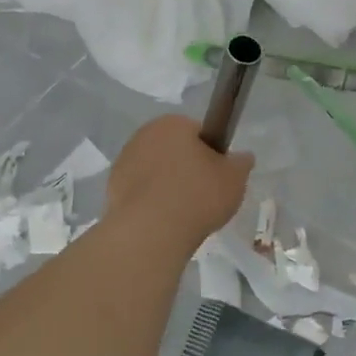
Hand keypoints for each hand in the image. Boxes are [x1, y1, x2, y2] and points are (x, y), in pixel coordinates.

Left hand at [106, 116, 253, 253]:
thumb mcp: (234, 179)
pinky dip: (150, 201)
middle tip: (203, 195)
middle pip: (174, 149)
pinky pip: (140, 191)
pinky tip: (162, 221)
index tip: (217, 175)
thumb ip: (241, 163)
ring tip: (182, 213)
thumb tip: (244, 157)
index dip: (211, 153)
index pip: (198, 132)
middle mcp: (144, 134)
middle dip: (186, 167)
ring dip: (166, 184)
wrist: (151, 232)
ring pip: (154, 170)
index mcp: (173, 123)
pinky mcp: (111, 188)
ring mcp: (124, 161)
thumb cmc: (197, 195)